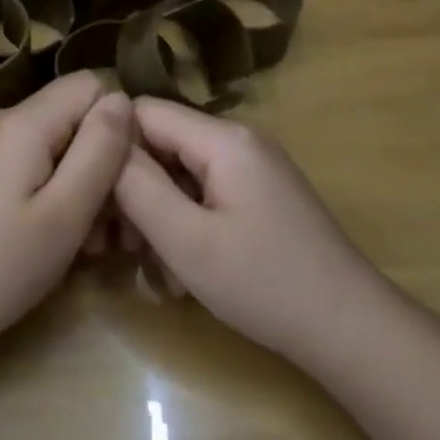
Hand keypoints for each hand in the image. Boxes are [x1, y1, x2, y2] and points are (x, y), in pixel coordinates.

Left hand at [0, 73, 134, 347]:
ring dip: (78, 187)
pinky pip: (26, 166)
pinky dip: (49, 195)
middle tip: (111, 231)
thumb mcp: (66, 213)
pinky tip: (50, 239)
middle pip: (71, 118)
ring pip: (52, 146)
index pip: (91, 85)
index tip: (124, 180)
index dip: (117, 126)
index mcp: (22, 122)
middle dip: (100, 165)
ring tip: (86, 246)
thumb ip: (100, 150)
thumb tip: (122, 99)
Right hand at [113, 99, 385, 359]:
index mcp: (224, 138)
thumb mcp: (186, 239)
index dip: (110, 147)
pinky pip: (206, 193)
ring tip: (145, 262)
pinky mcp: (261, 196)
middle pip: (163, 142)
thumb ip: (138, 186)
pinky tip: (180, 267)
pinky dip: (184, 221)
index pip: (143, 112)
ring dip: (155, 211)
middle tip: (112, 244)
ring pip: (181, 172)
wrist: (348, 328)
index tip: (91, 197)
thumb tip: (104, 144)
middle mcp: (240, 141)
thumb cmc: (263, 283)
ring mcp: (255, 168)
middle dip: (131, 188)